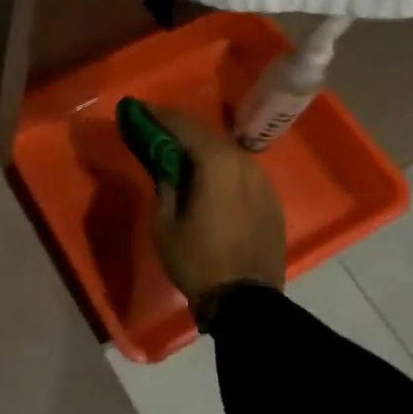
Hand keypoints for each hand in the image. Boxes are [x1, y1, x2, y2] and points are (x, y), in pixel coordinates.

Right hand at [145, 105, 286, 305]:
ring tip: (181, 150)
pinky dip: (221, 166)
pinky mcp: (271, 200)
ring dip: (203, 146)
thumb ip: (166, 184)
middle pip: (208, 134)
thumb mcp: (165, 223)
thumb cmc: (197, 261)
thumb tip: (168, 166)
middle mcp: (244, 163)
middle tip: (157, 125)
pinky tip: (209, 176)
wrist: (246, 303)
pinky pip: (241, 171)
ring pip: (227, 151)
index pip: (185, 126)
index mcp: (217, 164)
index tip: (141, 109)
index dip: (161, 115)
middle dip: (181, 126)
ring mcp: (262, 181)